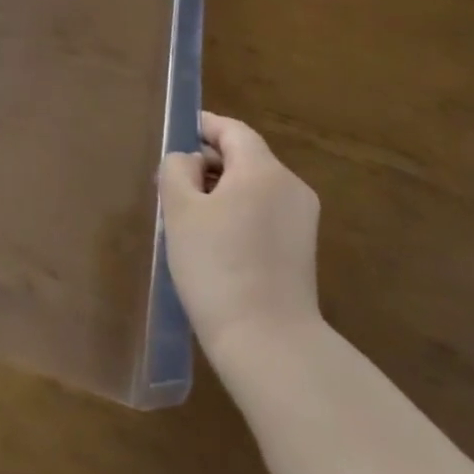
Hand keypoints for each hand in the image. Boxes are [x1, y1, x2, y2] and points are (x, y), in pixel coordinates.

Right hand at [159, 112, 321, 364]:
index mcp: (264, 169)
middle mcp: (290, 186)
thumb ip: (177, 169)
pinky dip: (238, 213)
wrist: (269, 346)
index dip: (203, 126)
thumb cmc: (217, 267)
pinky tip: (214, 242)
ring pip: (254, 187)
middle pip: (245, 157)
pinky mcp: (301, 251)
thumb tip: (188, 160)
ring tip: (187, 215)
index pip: (232, 130)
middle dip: (207, 163)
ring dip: (221, 190)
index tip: (176, 133)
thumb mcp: (180, 210)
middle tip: (171, 183)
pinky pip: (264, 213)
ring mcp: (301, 221)